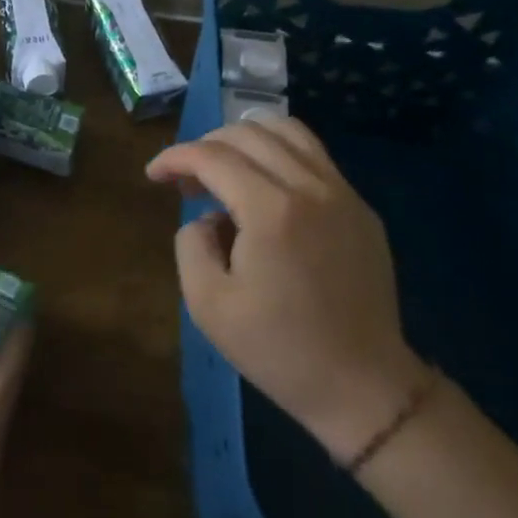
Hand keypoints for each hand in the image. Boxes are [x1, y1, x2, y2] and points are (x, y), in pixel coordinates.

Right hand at [149, 119, 427, 464]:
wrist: (364, 388)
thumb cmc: (279, 350)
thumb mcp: (208, 305)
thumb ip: (191, 244)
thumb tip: (207, 217)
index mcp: (272, 210)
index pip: (212, 156)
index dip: (174, 157)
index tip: (153, 175)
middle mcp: (310, 187)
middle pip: (246, 133)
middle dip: (205, 146)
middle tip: (186, 181)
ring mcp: (343, 193)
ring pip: (286, 130)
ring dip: (244, 138)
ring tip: (224, 169)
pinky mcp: (361, 208)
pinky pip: (314, 155)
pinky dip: (278, 153)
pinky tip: (264, 186)